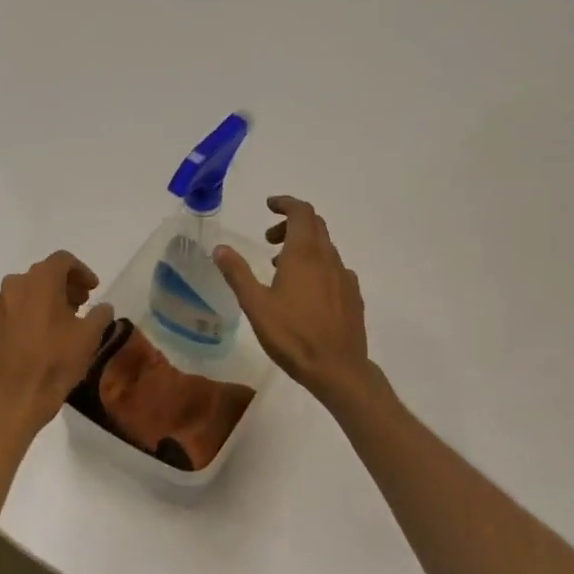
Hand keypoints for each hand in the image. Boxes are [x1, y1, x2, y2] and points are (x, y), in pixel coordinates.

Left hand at [0, 251, 114, 434]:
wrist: (15, 398)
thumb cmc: (56, 362)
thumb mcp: (90, 337)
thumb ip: (100, 314)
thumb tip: (103, 308)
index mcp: (41, 281)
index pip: (63, 260)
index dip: (82, 271)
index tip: (93, 289)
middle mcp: (15, 284)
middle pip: (43, 274)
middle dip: (64, 285)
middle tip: (80, 304)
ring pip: (25, 291)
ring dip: (44, 299)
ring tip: (60, 321)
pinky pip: (11, 309)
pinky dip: (26, 313)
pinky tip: (37, 335)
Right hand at [215, 197, 375, 406]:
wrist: (338, 369)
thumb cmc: (292, 335)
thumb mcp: (256, 305)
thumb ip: (237, 273)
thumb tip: (220, 248)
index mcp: (304, 254)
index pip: (301, 212)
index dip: (285, 204)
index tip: (269, 206)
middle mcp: (328, 258)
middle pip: (315, 225)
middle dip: (291, 224)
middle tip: (268, 239)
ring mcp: (344, 277)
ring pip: (325, 247)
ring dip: (302, 246)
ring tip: (279, 268)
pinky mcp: (353, 295)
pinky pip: (334, 268)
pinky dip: (317, 266)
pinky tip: (305, 291)